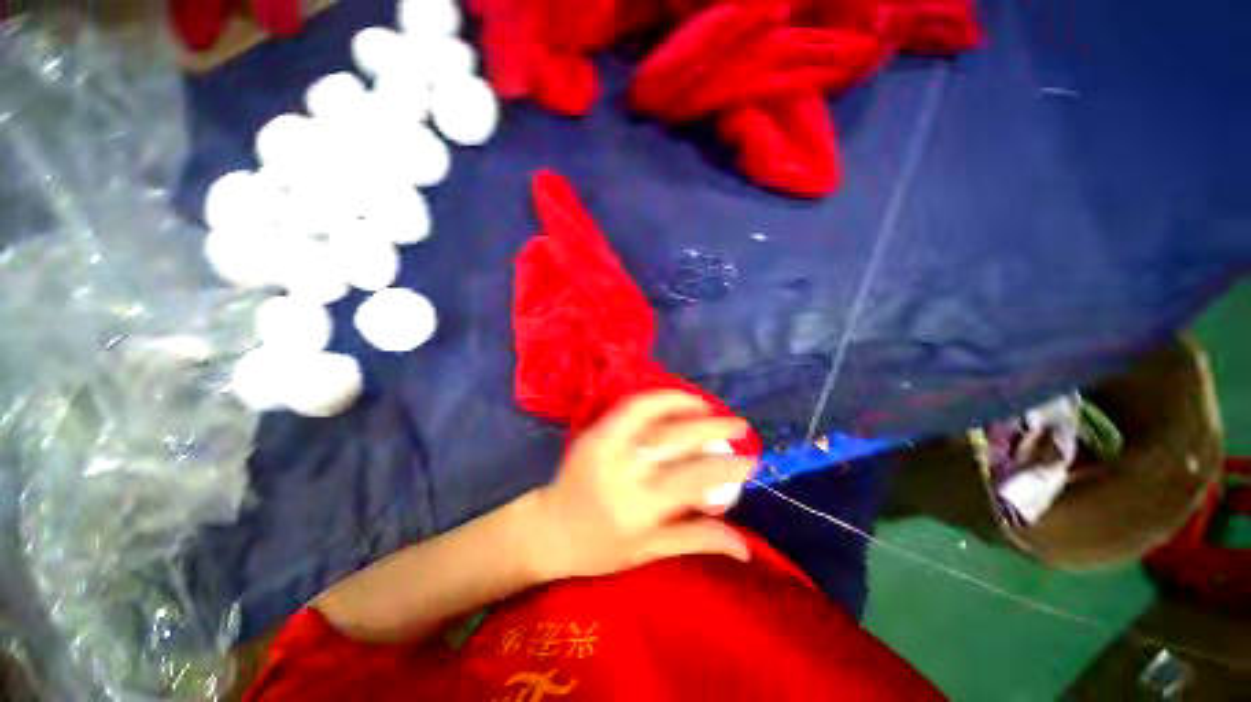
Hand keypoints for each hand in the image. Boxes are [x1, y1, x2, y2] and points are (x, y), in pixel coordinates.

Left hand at [528, 390, 756, 580]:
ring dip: (683, 403)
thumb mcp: (650, 553)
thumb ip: (697, 539)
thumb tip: (746, 548)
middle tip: (738, 424)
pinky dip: (656, 399)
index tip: (750, 459)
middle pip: (674, 439)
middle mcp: (622, 470)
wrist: (549, 529)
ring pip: (649, 412)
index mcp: (639, 507)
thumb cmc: (600, 548)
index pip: (692, 478)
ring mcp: (605, 445)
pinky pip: (629, 407)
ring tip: (708, 406)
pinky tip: (675, 402)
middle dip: (713, 428)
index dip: (726, 466)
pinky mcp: (595, 432)